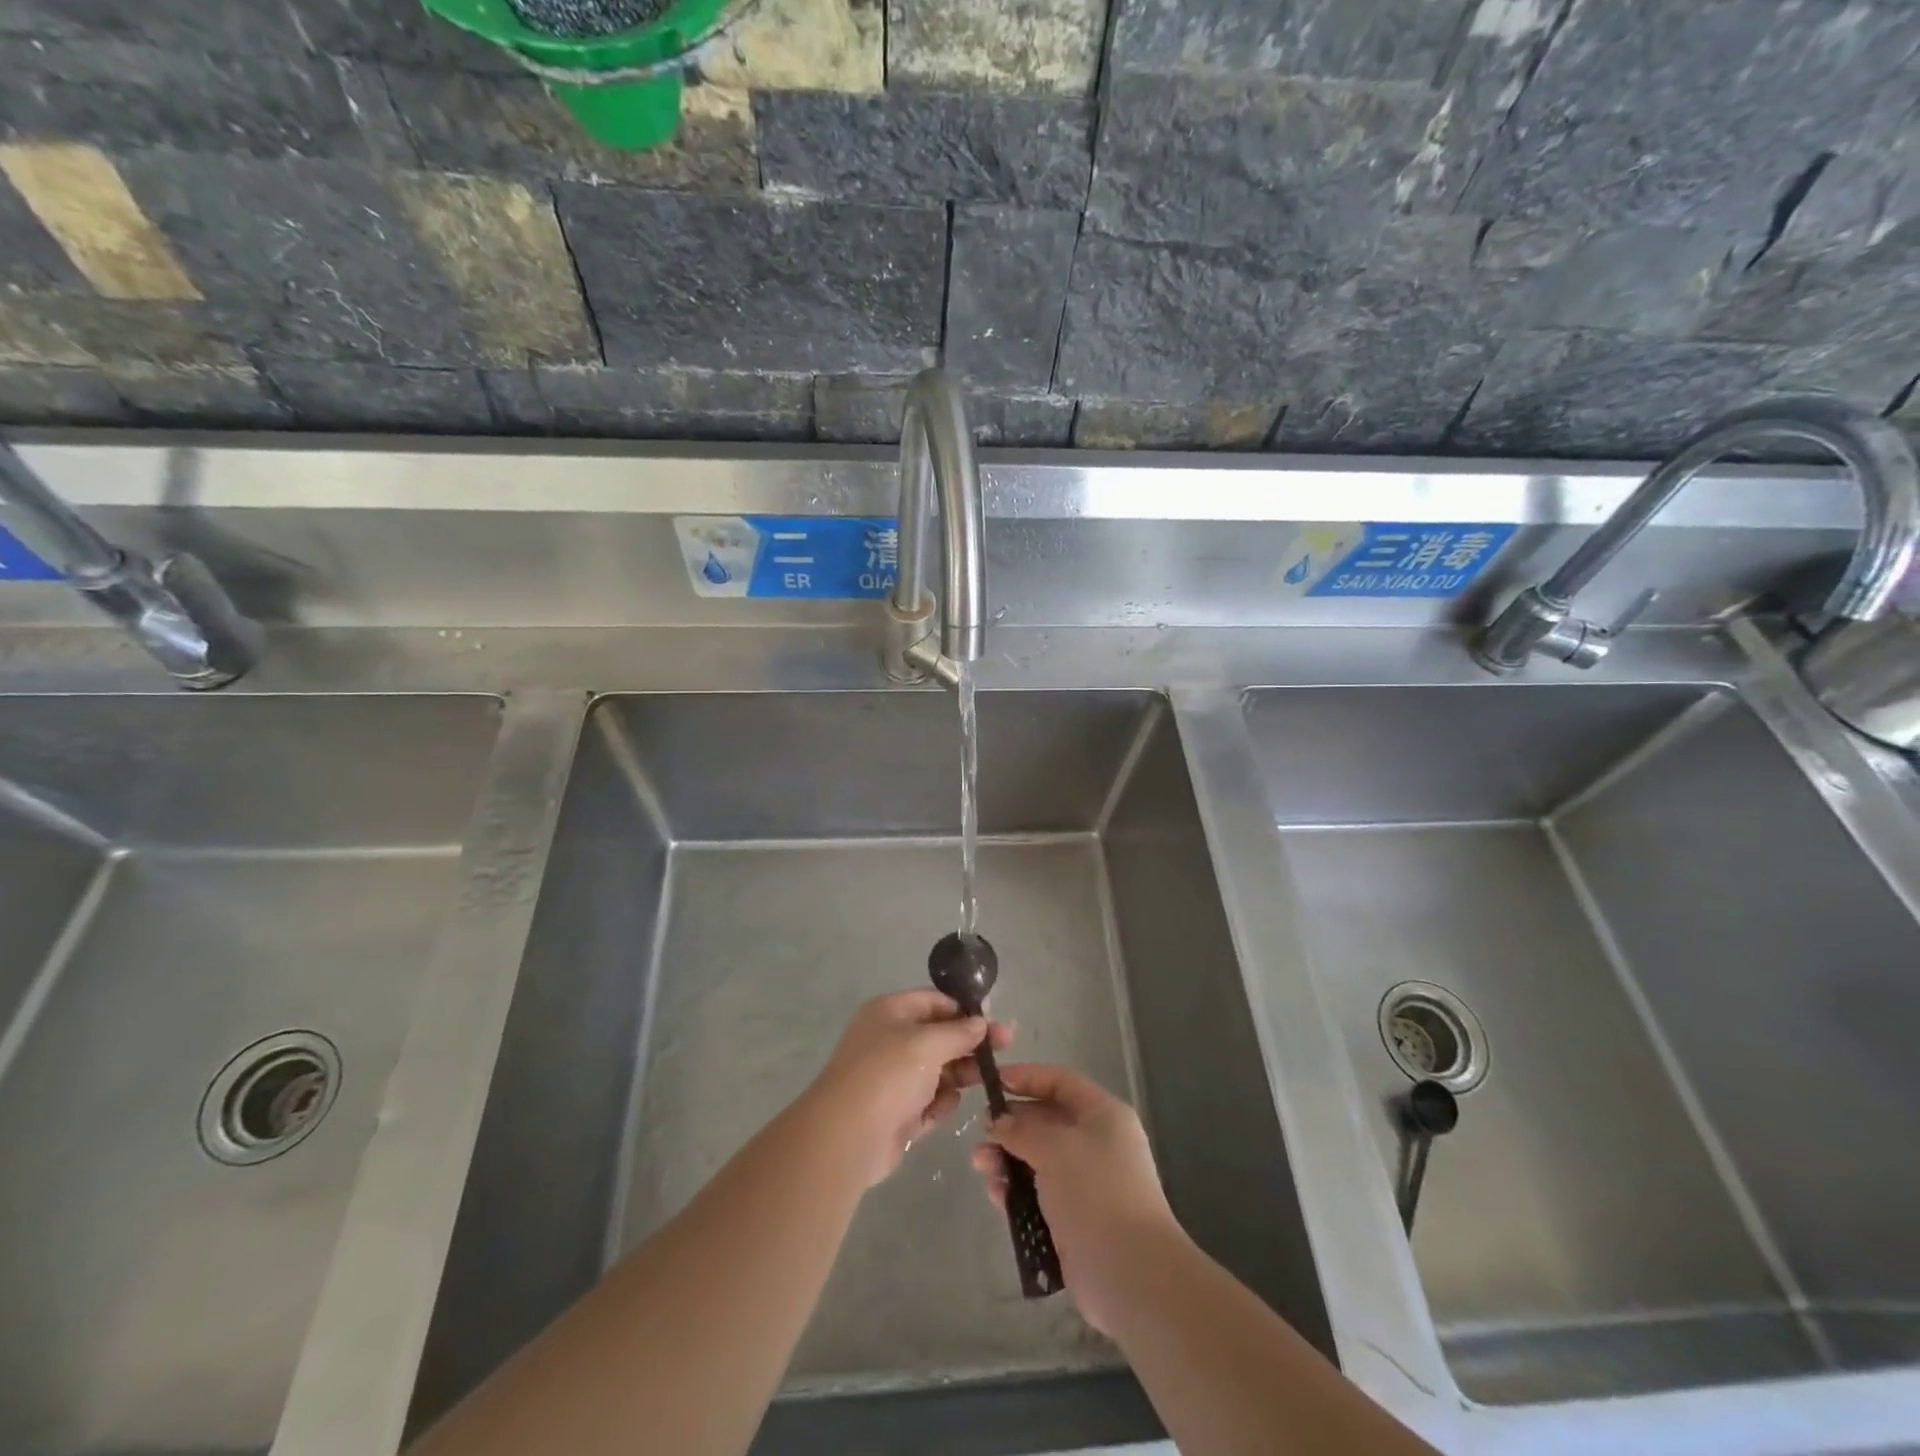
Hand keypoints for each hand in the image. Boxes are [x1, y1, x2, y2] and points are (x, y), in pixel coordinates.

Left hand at [807, 990, 1012, 1187]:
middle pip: (938, 1036)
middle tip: (1005, 1049)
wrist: (847, 1137)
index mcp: (890, 1013)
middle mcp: (890, 1041)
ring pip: (936, 1070)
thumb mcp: (928, 1043)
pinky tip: (949, 1104)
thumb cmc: (888, 1074)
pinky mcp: (896, 1114)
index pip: (934, 1001)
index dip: (965, 1010)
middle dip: (970, 1043)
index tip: (995, 1022)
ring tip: (986, 1079)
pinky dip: (940, 1102)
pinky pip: (928, 1102)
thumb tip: (980, 1023)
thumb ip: (958, 1032)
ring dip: (960, 1074)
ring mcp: (892, 1079)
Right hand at [965, 1063, 1181, 1333]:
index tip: (993, 1082)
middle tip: (981, 1133)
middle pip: (1046, 1121)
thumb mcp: (1054, 1148)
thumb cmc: (1095, 1192)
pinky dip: (1016, 1191)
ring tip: (981, 1167)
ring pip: (1037, 1160)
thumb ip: (1020, 1130)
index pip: (1061, 1082)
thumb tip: (996, 1122)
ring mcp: (1086, 1183)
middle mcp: (1097, 1143)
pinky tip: (997, 1196)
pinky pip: (1038, 1194)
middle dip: (1011, 1126)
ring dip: (1007, 1160)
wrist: (1130, 1274)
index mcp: (1103, 1116)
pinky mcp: (1074, 1219)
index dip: (1027, 1077)